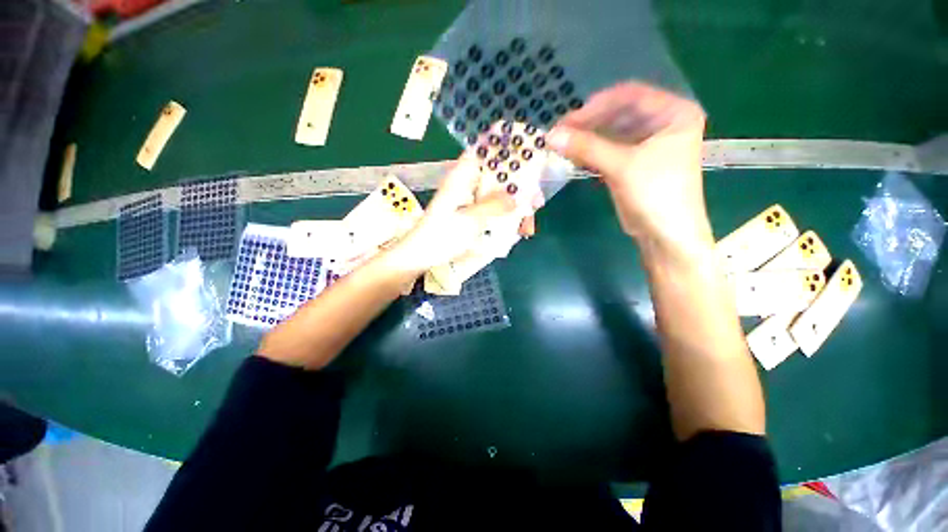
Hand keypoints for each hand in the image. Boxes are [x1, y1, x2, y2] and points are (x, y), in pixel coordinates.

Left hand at [386, 152, 529, 273]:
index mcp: (462, 176)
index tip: (528, 148)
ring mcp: (469, 200)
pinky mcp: (471, 215)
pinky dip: (506, 215)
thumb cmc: (441, 235)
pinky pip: (493, 209)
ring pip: (498, 193)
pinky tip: (518, 228)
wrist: (421, 256)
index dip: (504, 143)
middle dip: (519, 182)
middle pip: (497, 172)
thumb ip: (495, 205)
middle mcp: (467, 183)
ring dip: (515, 203)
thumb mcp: (470, 219)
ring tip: (530, 219)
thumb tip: (519, 196)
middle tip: (536, 198)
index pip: (484, 148)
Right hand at [547, 82, 713, 264]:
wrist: (665, 235)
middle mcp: (663, 123)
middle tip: (560, 134)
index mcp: (673, 113)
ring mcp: (648, 144)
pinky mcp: (635, 162)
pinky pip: (610, 149)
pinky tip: (574, 156)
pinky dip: (592, 152)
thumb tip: (550, 135)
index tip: (567, 121)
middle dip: (589, 123)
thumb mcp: (621, 167)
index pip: (630, 96)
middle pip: (619, 114)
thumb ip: (586, 148)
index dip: (596, 106)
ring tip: (562, 145)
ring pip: (612, 132)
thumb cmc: (655, 194)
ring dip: (587, 138)